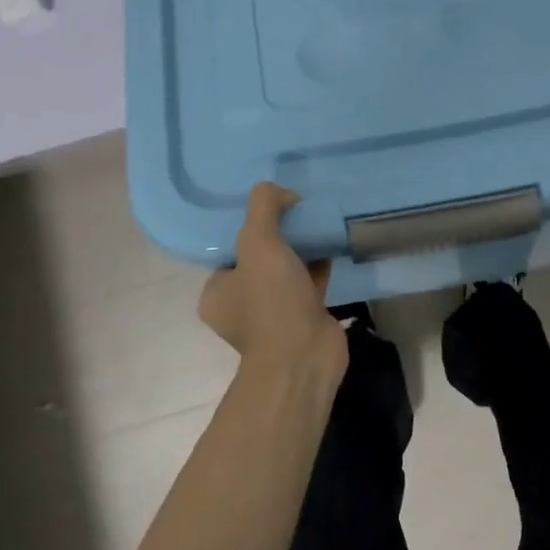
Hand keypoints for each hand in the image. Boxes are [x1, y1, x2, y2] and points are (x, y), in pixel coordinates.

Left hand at [199, 183, 343, 380]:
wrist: (305, 357)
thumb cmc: (271, 301)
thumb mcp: (258, 242)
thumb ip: (264, 207)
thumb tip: (282, 193)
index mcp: (217, 293)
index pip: (229, 250)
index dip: (248, 226)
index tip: (271, 208)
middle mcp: (240, 306)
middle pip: (259, 258)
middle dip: (278, 235)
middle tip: (297, 211)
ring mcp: (273, 316)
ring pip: (286, 270)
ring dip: (300, 249)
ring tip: (316, 220)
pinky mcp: (303, 319)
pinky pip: (309, 283)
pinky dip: (319, 264)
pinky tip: (332, 241)